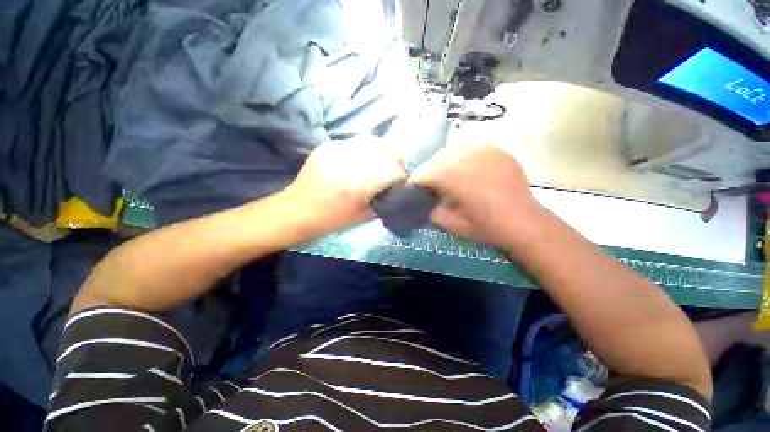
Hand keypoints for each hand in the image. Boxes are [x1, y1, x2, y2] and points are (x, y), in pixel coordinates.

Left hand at [286, 136, 407, 233]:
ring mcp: (337, 150)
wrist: (297, 211)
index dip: (403, 175)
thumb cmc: (332, 220)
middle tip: (395, 171)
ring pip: (372, 142)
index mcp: (359, 184)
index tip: (403, 182)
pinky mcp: (328, 146)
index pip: (393, 170)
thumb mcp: (364, 216)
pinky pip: (355, 143)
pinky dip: (364, 151)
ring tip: (380, 164)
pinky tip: (360, 162)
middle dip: (396, 160)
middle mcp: (350, 162)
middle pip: (386, 150)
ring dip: (382, 152)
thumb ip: (384, 200)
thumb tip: (396, 187)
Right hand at [411, 144, 543, 247]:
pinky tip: (466, 170)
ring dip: (446, 163)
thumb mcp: (452, 225)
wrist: (524, 223)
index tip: (414, 189)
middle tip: (430, 183)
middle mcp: (470, 159)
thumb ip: (431, 210)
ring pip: (454, 151)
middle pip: (438, 158)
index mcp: (457, 179)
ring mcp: (486, 152)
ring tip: (447, 176)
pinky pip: (472, 149)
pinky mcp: (498, 151)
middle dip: (430, 170)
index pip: (426, 173)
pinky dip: (463, 158)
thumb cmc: (486, 227)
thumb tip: (422, 200)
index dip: (417, 181)